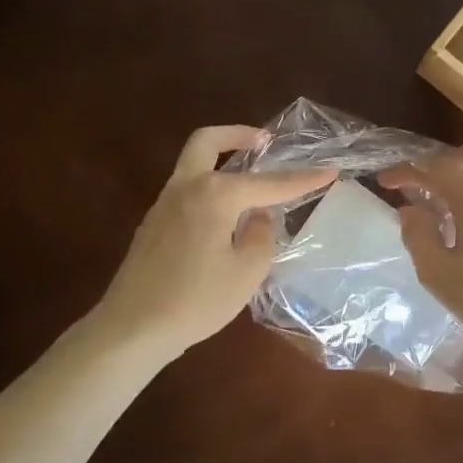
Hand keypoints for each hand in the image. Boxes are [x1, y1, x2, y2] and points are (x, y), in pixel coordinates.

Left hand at [94, 126, 330, 357]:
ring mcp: (164, 204)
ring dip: (222, 159)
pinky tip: (226, 214)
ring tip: (252, 179)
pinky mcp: (153, 224)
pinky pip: (187, 188)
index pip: (269, 183)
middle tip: (264, 141)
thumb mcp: (247, 271)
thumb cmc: (196, 300)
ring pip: (194, 163)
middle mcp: (187, 187)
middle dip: (238, 134)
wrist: (132, 329)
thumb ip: (261, 234)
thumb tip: (257, 216)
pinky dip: (210, 185)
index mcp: (215, 194)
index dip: (303, 179)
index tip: (331, 170)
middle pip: (208, 141)